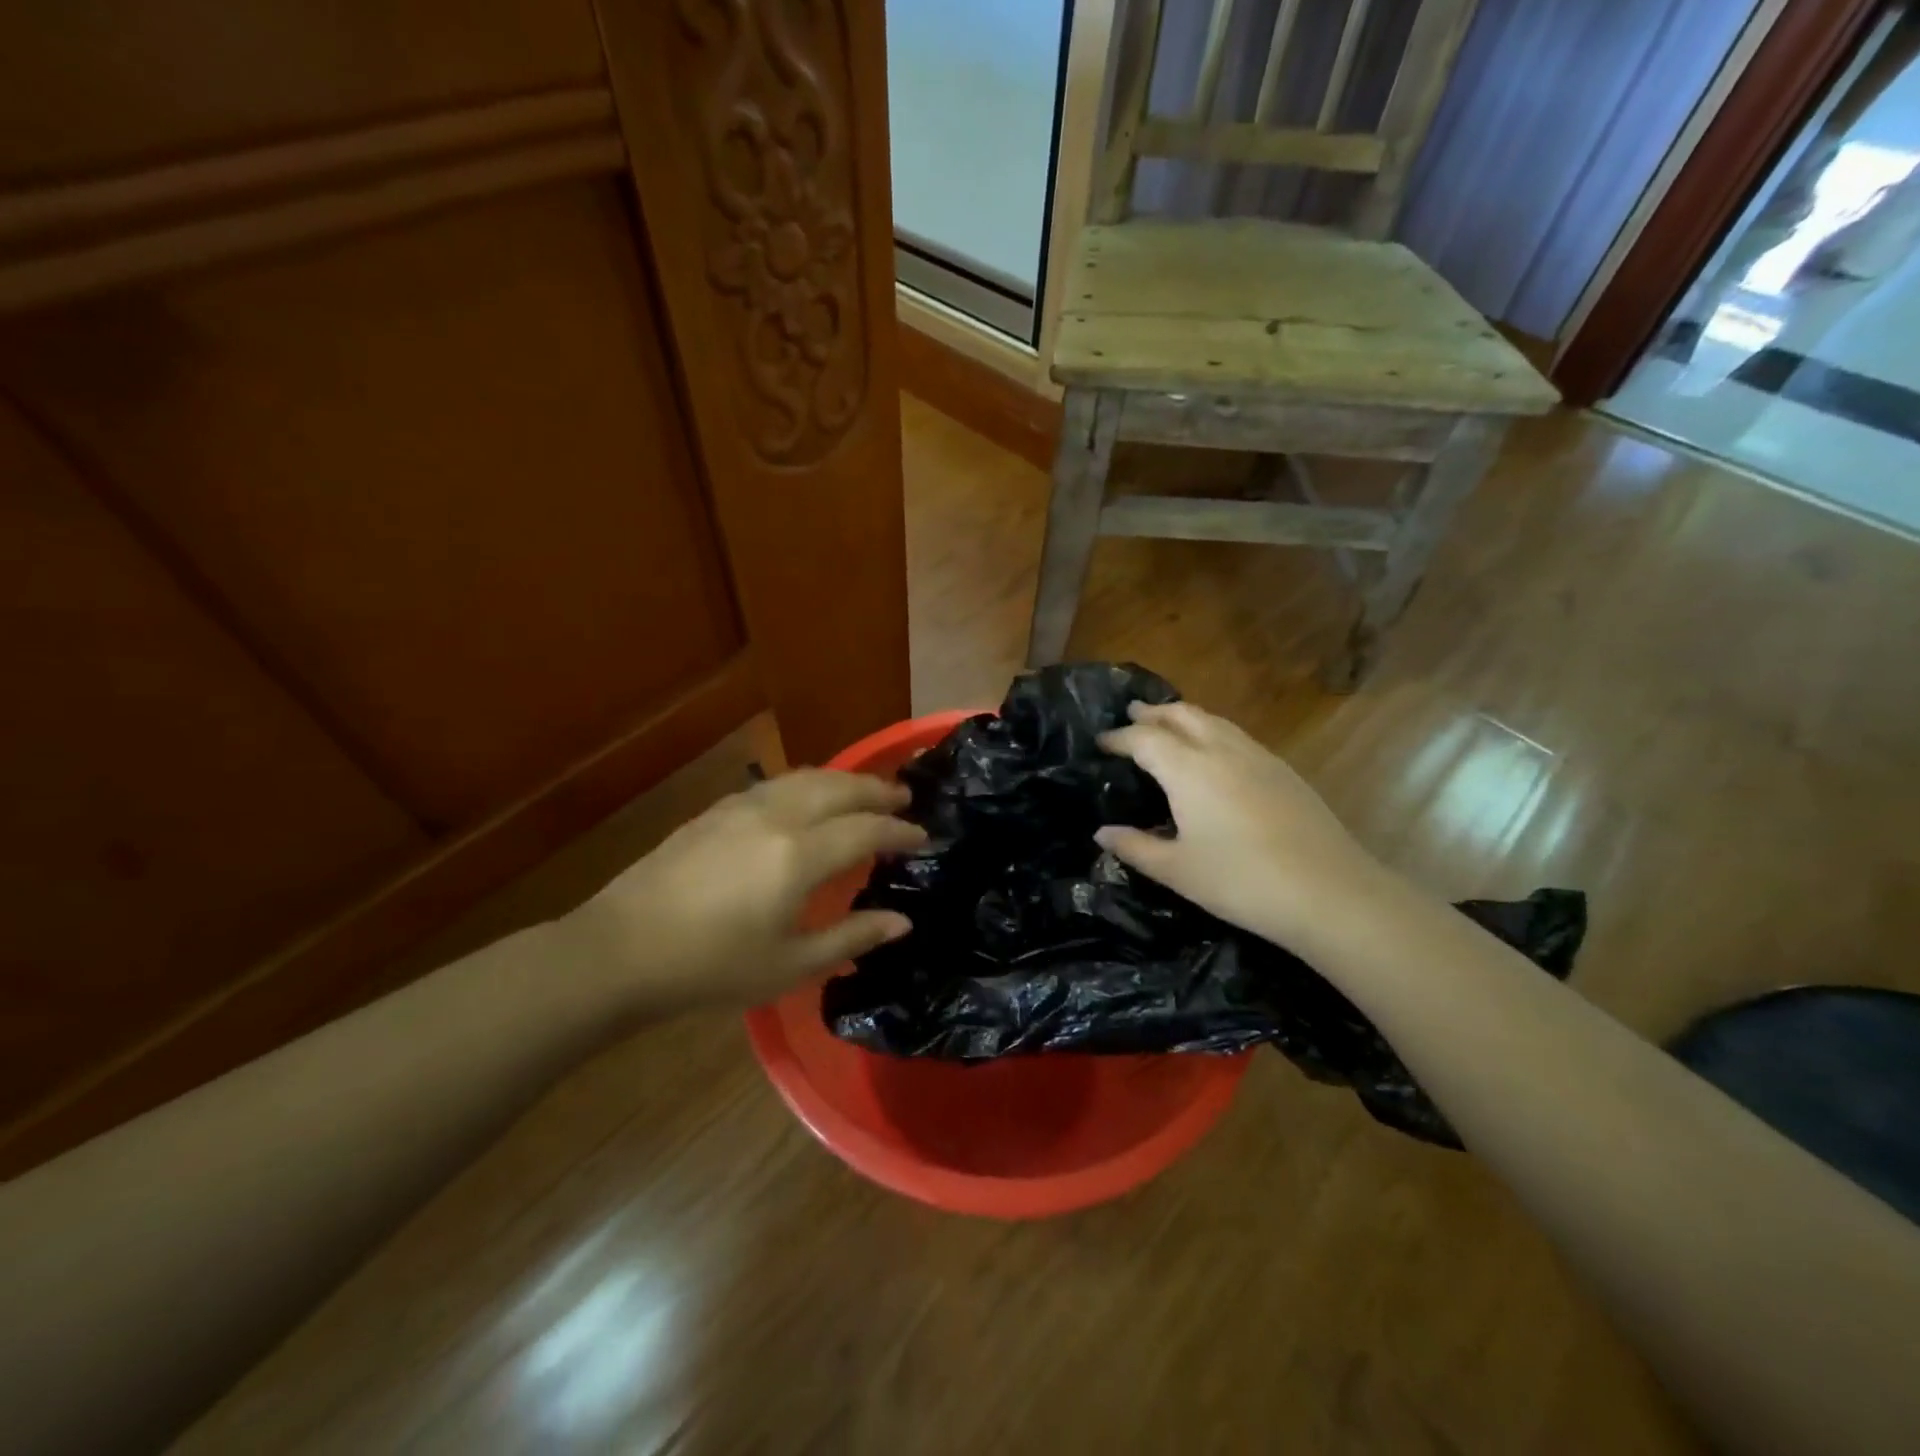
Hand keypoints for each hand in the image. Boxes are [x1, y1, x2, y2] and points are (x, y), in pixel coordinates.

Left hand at [578, 770, 925, 1008]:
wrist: (622, 949)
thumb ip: (851, 936)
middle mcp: (777, 818)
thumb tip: (902, 921)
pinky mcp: (717, 810)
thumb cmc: (711, 967)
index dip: (900, 832)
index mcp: (799, 855)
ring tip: (865, 788)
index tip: (924, 837)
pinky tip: (807, 796)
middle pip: (840, 789)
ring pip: (807, 777)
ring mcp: (743, 808)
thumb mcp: (789, 965)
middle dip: (877, 790)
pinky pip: (777, 784)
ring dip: (843, 779)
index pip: (866, 830)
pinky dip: (808, 782)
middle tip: (905, 797)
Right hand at [1095, 702, 1391, 954]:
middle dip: (1153, 713)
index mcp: (1188, 769)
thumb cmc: (1241, 881)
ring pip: (1214, 721)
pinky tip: (1215, 756)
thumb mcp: (1177, 871)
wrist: (1330, 892)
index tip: (1101, 742)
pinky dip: (1213, 733)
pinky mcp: (1283, 771)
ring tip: (1168, 726)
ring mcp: (1258, 757)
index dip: (1119, 737)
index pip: (1144, 738)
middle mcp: (1221, 750)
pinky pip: (1237, 736)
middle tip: (1132, 715)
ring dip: (1185, 718)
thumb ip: (1135, 847)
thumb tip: (1102, 833)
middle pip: (1182, 715)